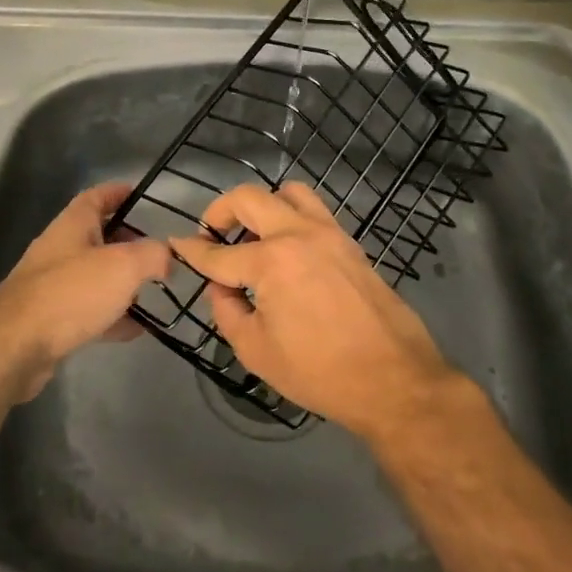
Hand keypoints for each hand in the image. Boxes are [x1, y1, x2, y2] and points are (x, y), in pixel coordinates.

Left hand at [0, 182, 169, 402]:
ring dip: (121, 282)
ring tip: (153, 292)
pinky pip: (88, 310)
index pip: (97, 197)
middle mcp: (60, 249)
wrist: (15, 347)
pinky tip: (135, 329)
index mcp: (73, 225)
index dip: (119, 193)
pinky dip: (112, 316)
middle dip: (127, 242)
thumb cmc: (71, 293)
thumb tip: (168, 257)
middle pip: (98, 236)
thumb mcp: (124, 266)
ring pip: (94, 276)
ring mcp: (52, 285)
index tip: (142, 195)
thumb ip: (153, 256)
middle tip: (156, 253)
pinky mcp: (50, 319)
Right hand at [168, 183, 463, 441]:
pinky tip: (287, 249)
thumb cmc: (320, 372)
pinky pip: (314, 211)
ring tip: (253, 234)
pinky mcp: (350, 242)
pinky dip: (292, 217)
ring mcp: (328, 233)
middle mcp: (298, 234)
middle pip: (248, 198)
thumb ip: (227, 312)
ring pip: (288, 192)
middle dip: (220, 211)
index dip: (192, 251)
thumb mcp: (257, 351)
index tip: (177, 245)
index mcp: (271, 262)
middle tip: (212, 235)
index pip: (218, 254)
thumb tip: (222, 287)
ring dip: (262, 206)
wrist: (394, 379)